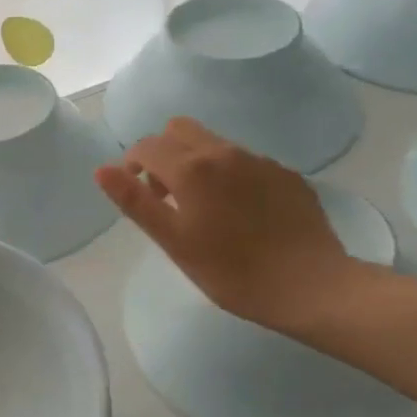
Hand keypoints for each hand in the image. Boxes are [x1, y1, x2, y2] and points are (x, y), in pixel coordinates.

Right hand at [94, 119, 356, 333]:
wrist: (314, 288)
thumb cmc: (233, 271)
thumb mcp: (174, 241)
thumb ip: (135, 201)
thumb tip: (102, 169)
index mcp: (191, 168)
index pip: (146, 146)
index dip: (132, 165)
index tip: (139, 195)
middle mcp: (224, 153)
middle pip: (179, 129)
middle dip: (163, 153)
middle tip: (167, 195)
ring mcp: (260, 161)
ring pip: (214, 143)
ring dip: (197, 162)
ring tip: (206, 208)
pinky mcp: (287, 175)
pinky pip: (246, 161)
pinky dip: (231, 175)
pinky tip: (243, 214)